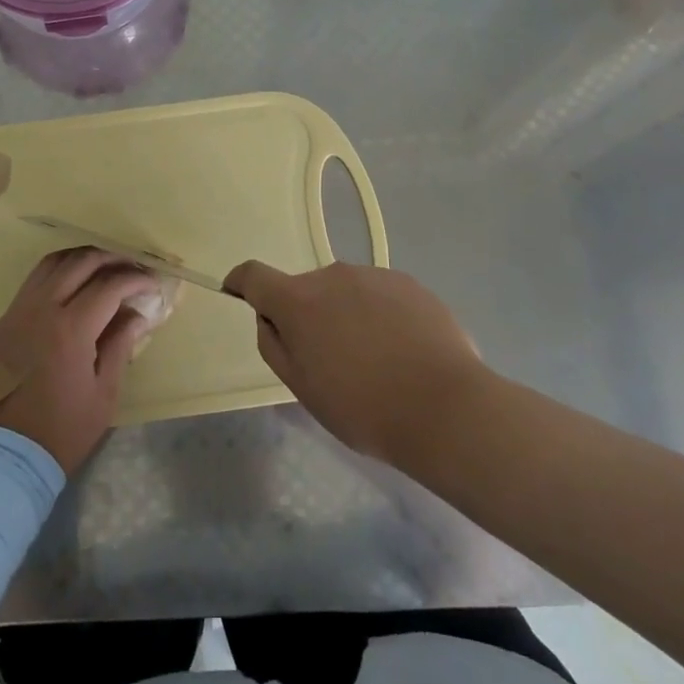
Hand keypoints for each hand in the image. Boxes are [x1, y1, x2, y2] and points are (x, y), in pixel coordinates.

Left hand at [0, 249, 156, 475]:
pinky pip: (32, 282)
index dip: (135, 280)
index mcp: (71, 328)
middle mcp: (41, 308)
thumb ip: (120, 345)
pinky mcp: (2, 321)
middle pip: (80, 262)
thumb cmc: (61, 431)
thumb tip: (136, 314)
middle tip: (132, 268)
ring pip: (52, 263)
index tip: (152, 284)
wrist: (3, 456)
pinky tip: (71, 286)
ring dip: (81, 259)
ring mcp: (17, 311)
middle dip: (111, 259)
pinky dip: (57, 273)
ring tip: (103, 267)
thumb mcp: (103, 394)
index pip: (109, 285)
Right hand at [224, 260, 490, 470]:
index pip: (254, 275)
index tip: (236, 293)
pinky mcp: (409, 283)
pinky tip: (403, 352)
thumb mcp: (303, 389)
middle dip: (307, 315)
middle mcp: (332, 275)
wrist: (446, 408)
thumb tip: (269, 318)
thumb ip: (275, 345)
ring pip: (344, 292)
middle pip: (305, 289)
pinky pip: (379, 295)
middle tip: (328, 360)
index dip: (241, 283)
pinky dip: (379, 316)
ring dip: (345, 315)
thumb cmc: (364, 407)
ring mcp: (373, 275)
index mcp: (298, 300)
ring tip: (374, 361)